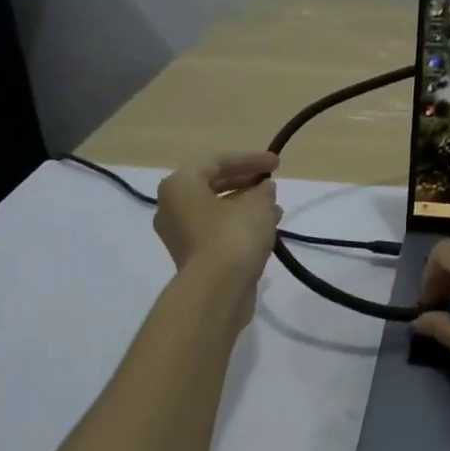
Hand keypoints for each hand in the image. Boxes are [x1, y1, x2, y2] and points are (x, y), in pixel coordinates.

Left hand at [154, 154, 281, 293]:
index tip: (277, 164)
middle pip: (212, 184)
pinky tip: (266, 229)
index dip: (250, 159)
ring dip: (246, 205)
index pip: (216, 161)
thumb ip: (263, 190)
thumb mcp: (257, 205)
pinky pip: (217, 231)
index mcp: (180, 186)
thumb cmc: (234, 236)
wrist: (217, 291)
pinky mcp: (193, 257)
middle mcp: (172, 207)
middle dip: (246, 181)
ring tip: (275, 207)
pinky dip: (240, 225)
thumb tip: (264, 189)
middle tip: (271, 182)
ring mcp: (180, 235)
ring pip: (216, 210)